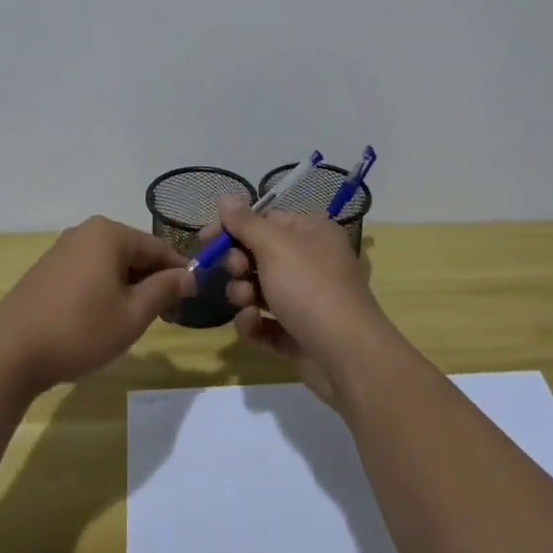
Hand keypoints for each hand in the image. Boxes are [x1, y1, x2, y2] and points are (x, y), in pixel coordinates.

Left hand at [0, 217, 195, 394]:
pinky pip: (90, 271)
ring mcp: (64, 248)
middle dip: (153, 281)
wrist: (8, 352)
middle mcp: (87, 231)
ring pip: (112, 263)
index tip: (192, 302)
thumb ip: (164, 290)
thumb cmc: (79, 330)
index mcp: (110, 233)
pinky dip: (105, 289)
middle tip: (166, 317)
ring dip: (129, 288)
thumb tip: (190, 275)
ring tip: (135, 322)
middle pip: (134, 253)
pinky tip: (103, 319)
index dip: (179, 274)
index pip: (159, 248)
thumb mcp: (132, 315)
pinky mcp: (48, 268)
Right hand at [215, 197, 389, 409]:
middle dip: (238, 264)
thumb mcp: (274, 246)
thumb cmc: (310, 288)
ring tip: (246, 303)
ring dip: (243, 293)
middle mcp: (309, 261)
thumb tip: (225, 195)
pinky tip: (252, 325)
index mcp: (310, 232)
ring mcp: (303, 299)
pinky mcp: (296, 333)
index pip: (264, 219)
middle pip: (257, 253)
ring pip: (257, 288)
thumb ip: (245, 222)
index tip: (205, 240)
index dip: (233, 227)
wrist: (347, 356)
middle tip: (237, 272)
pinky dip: (253, 323)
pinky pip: (263, 322)